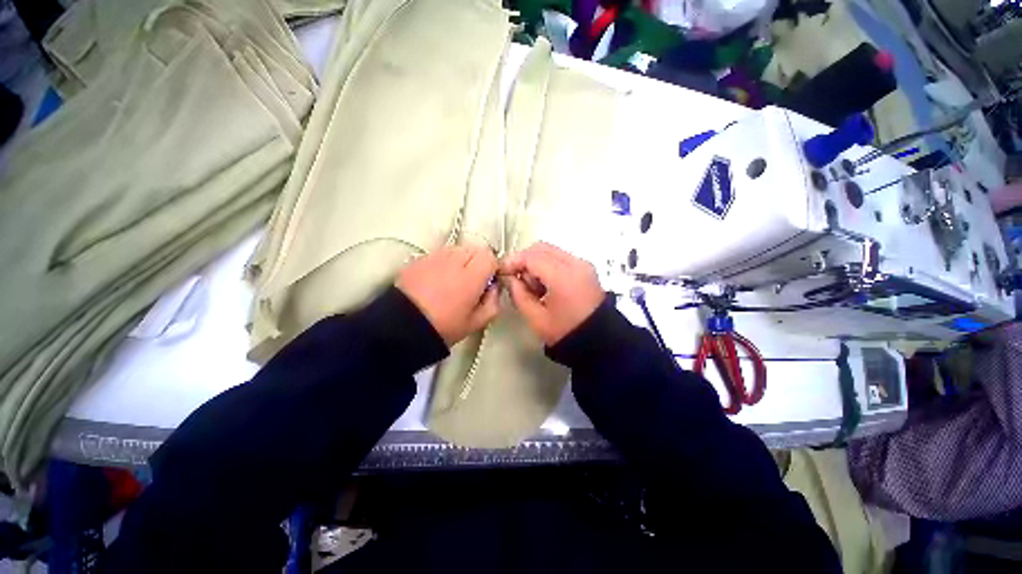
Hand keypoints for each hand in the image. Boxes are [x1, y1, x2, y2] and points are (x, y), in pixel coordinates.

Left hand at [397, 246, 499, 345]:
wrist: (402, 326)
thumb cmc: (443, 326)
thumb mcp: (475, 322)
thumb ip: (493, 303)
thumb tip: (494, 288)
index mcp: (471, 276)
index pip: (490, 256)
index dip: (492, 267)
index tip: (488, 280)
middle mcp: (454, 260)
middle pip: (475, 249)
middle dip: (478, 261)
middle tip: (473, 281)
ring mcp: (435, 257)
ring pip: (457, 249)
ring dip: (461, 260)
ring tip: (454, 280)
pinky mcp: (420, 259)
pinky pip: (440, 254)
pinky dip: (444, 262)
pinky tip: (438, 280)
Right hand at [500, 243, 604, 345]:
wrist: (599, 341)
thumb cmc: (566, 332)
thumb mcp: (536, 318)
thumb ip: (518, 294)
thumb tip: (509, 278)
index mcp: (563, 277)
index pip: (532, 256)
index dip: (513, 261)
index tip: (502, 271)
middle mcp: (575, 264)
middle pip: (541, 248)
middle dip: (524, 260)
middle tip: (515, 279)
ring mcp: (583, 264)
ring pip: (551, 251)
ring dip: (536, 262)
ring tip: (532, 286)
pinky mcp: (586, 268)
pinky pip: (561, 258)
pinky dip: (548, 265)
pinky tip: (545, 285)